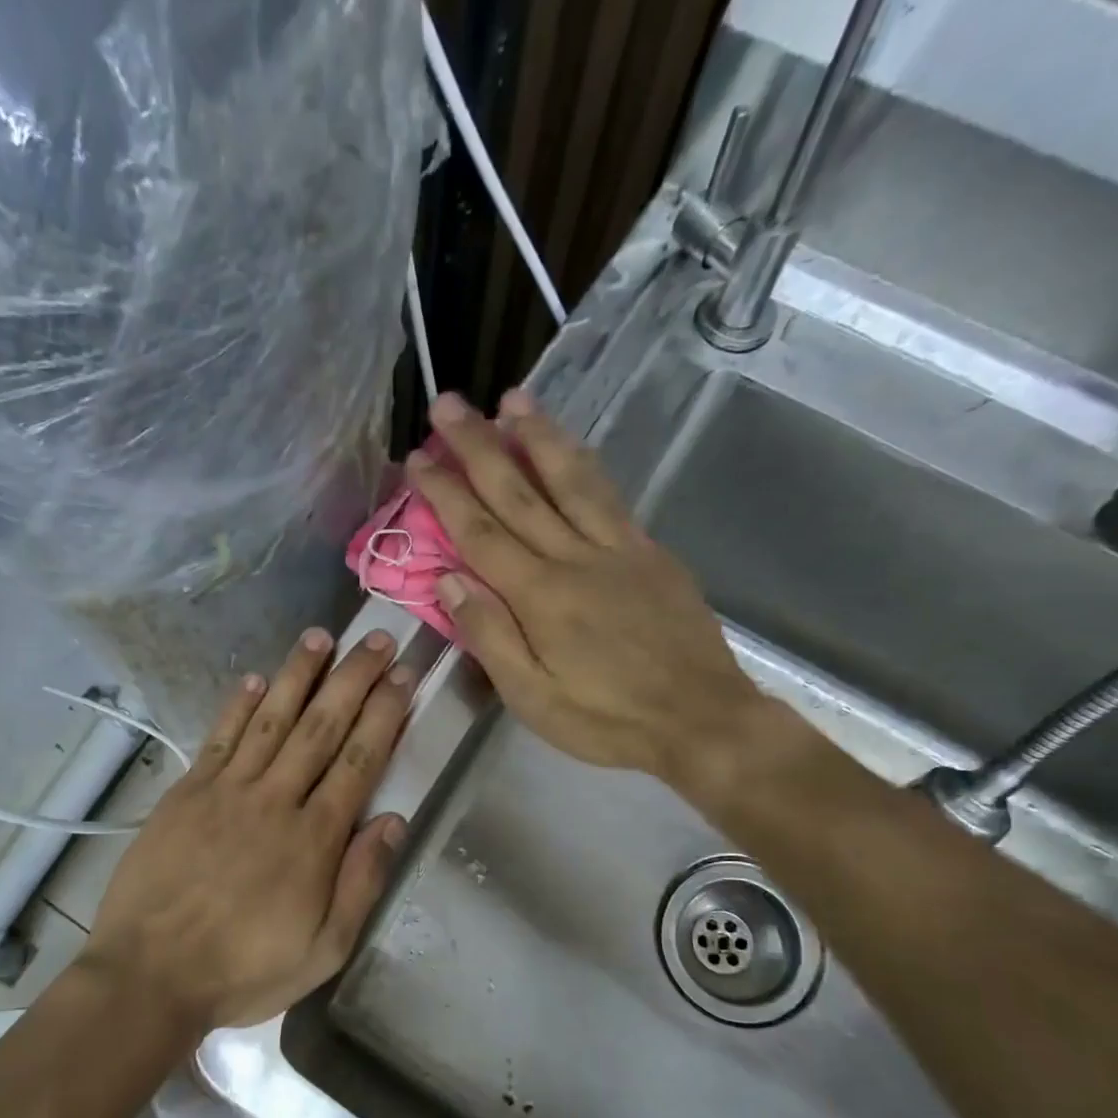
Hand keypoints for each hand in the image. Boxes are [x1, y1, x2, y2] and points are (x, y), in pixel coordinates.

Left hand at [81, 629, 412, 1030]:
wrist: (149, 976)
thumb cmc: (243, 969)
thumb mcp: (324, 950)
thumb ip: (361, 882)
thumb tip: (394, 819)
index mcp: (314, 838)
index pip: (359, 760)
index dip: (384, 714)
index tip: (403, 677)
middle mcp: (275, 799)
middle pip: (322, 727)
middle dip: (353, 679)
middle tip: (377, 639)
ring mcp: (226, 791)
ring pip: (272, 719)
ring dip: (299, 675)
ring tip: (321, 637)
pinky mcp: (186, 793)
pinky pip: (219, 738)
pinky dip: (238, 705)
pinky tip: (257, 678)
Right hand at [410, 391, 763, 786]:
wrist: (700, 719)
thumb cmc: (606, 719)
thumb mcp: (532, 697)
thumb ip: (489, 635)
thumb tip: (449, 580)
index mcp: (539, 596)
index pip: (479, 532)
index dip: (445, 492)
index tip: (417, 457)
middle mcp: (575, 558)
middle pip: (518, 491)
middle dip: (478, 445)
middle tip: (448, 404)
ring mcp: (618, 549)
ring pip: (570, 479)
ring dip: (537, 435)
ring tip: (512, 398)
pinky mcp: (650, 553)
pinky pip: (610, 496)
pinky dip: (584, 464)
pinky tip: (571, 448)